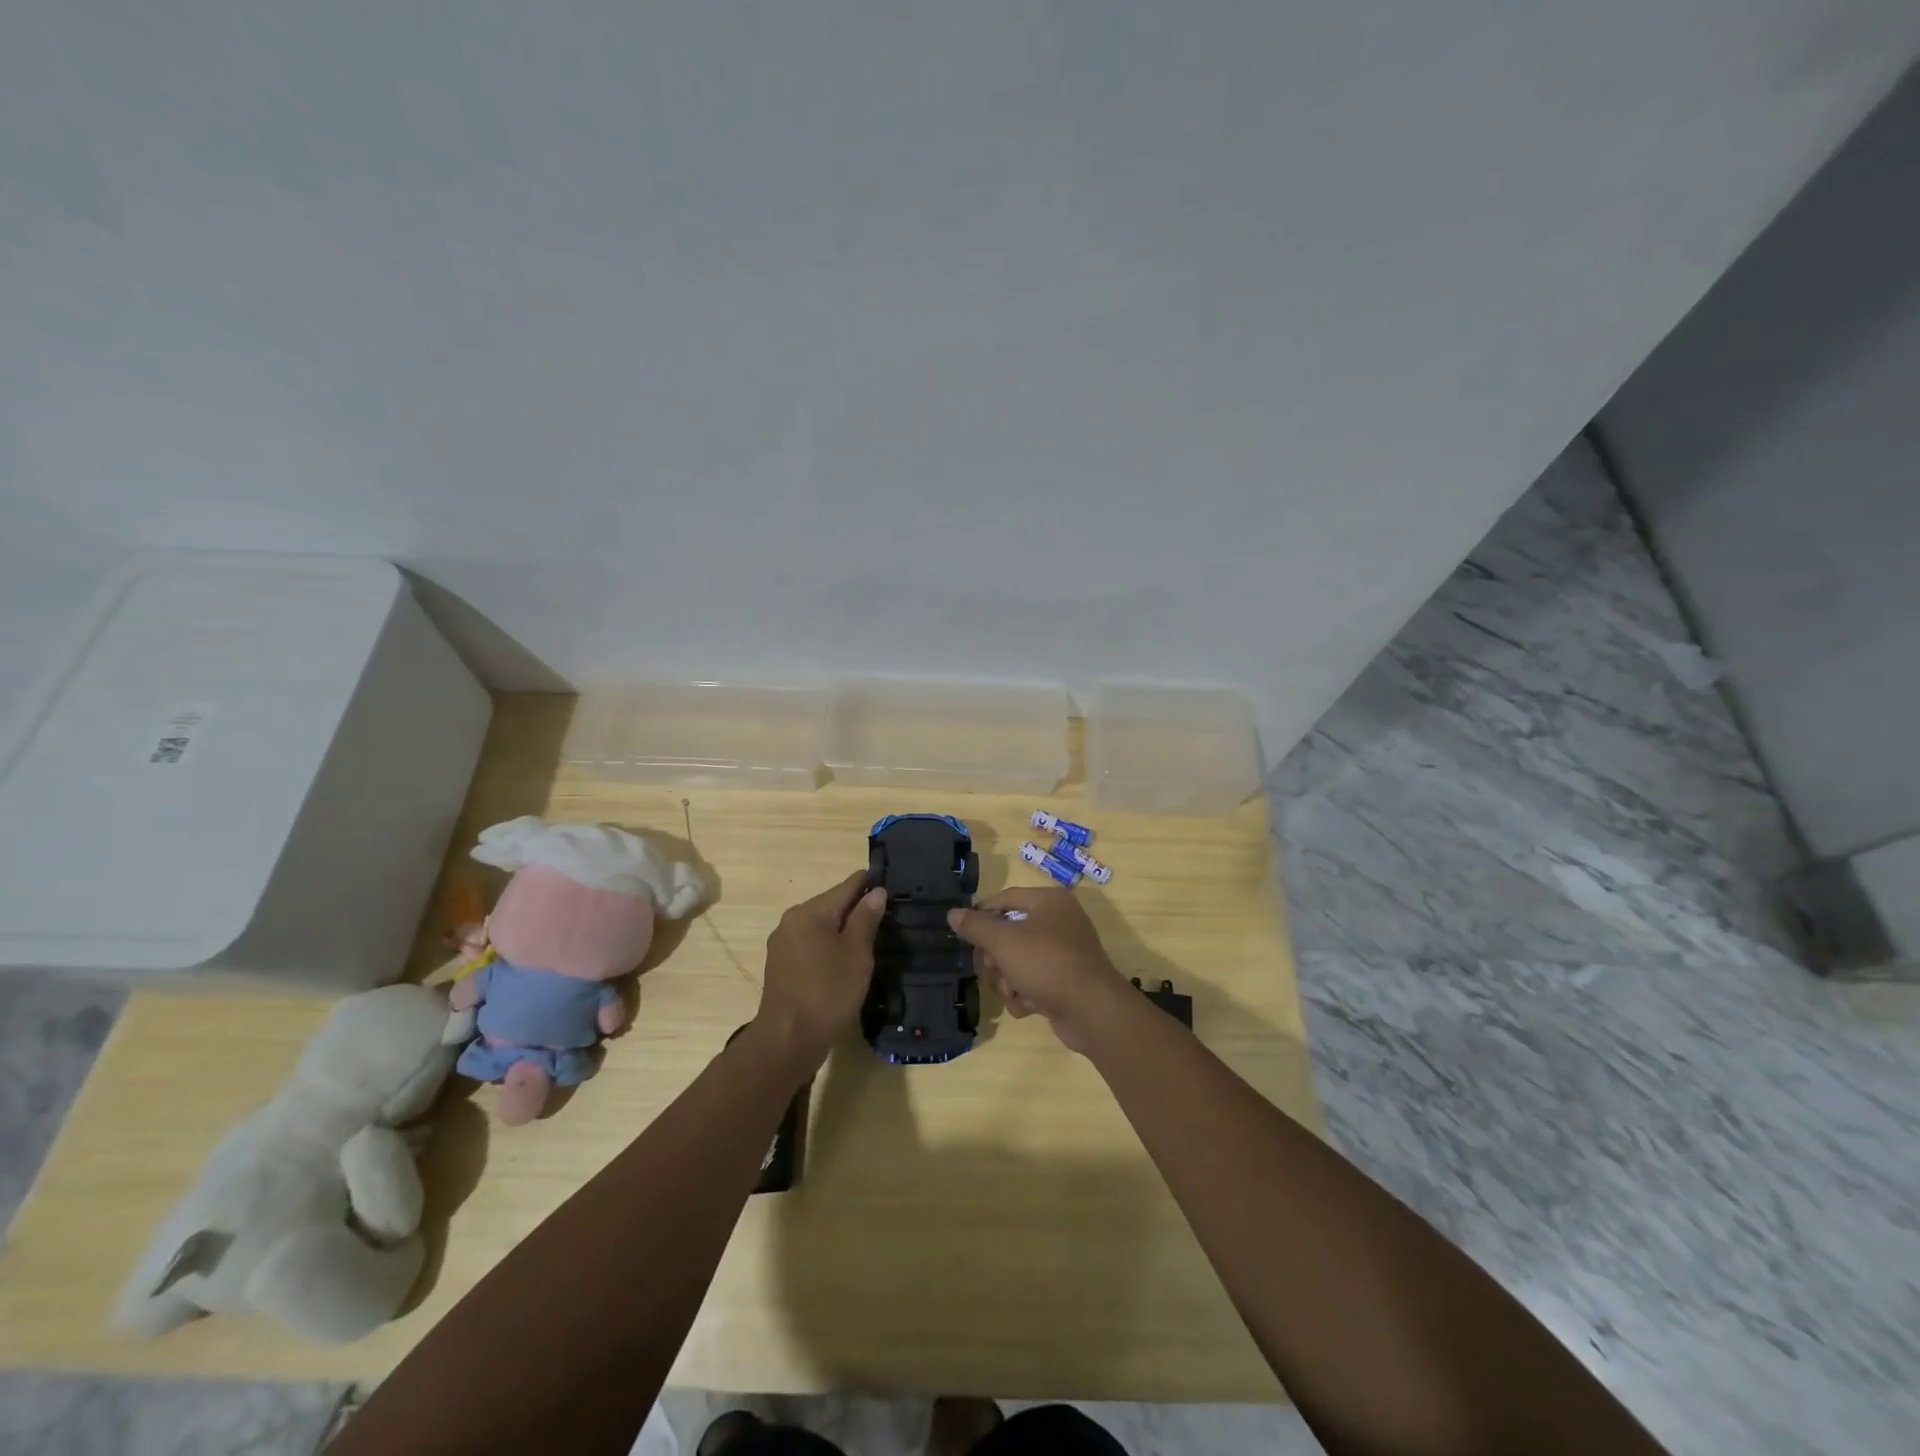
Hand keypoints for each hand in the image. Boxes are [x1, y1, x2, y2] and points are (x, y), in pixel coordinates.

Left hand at [754, 870, 886, 1075]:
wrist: (788, 1041)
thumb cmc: (828, 992)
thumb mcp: (856, 953)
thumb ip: (866, 918)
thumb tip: (876, 891)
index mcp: (809, 912)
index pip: (847, 886)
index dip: (870, 883)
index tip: (892, 883)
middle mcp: (792, 921)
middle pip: (832, 905)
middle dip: (858, 908)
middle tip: (888, 915)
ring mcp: (783, 945)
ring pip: (822, 927)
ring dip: (844, 930)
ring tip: (872, 937)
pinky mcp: (782, 967)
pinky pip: (812, 945)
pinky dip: (830, 947)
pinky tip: (847, 960)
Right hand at [947, 889, 1127, 1053]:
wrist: (1092, 1011)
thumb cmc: (1047, 964)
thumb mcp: (1005, 941)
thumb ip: (976, 926)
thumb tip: (952, 914)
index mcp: (1049, 901)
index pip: (1005, 898)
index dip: (981, 914)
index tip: (964, 935)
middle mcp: (1058, 921)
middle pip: (1008, 933)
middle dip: (996, 958)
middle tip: (995, 970)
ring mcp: (1063, 953)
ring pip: (1016, 961)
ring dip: (1008, 980)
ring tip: (1014, 992)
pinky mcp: (1064, 981)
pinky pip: (1032, 980)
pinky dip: (1025, 994)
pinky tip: (1029, 1006)